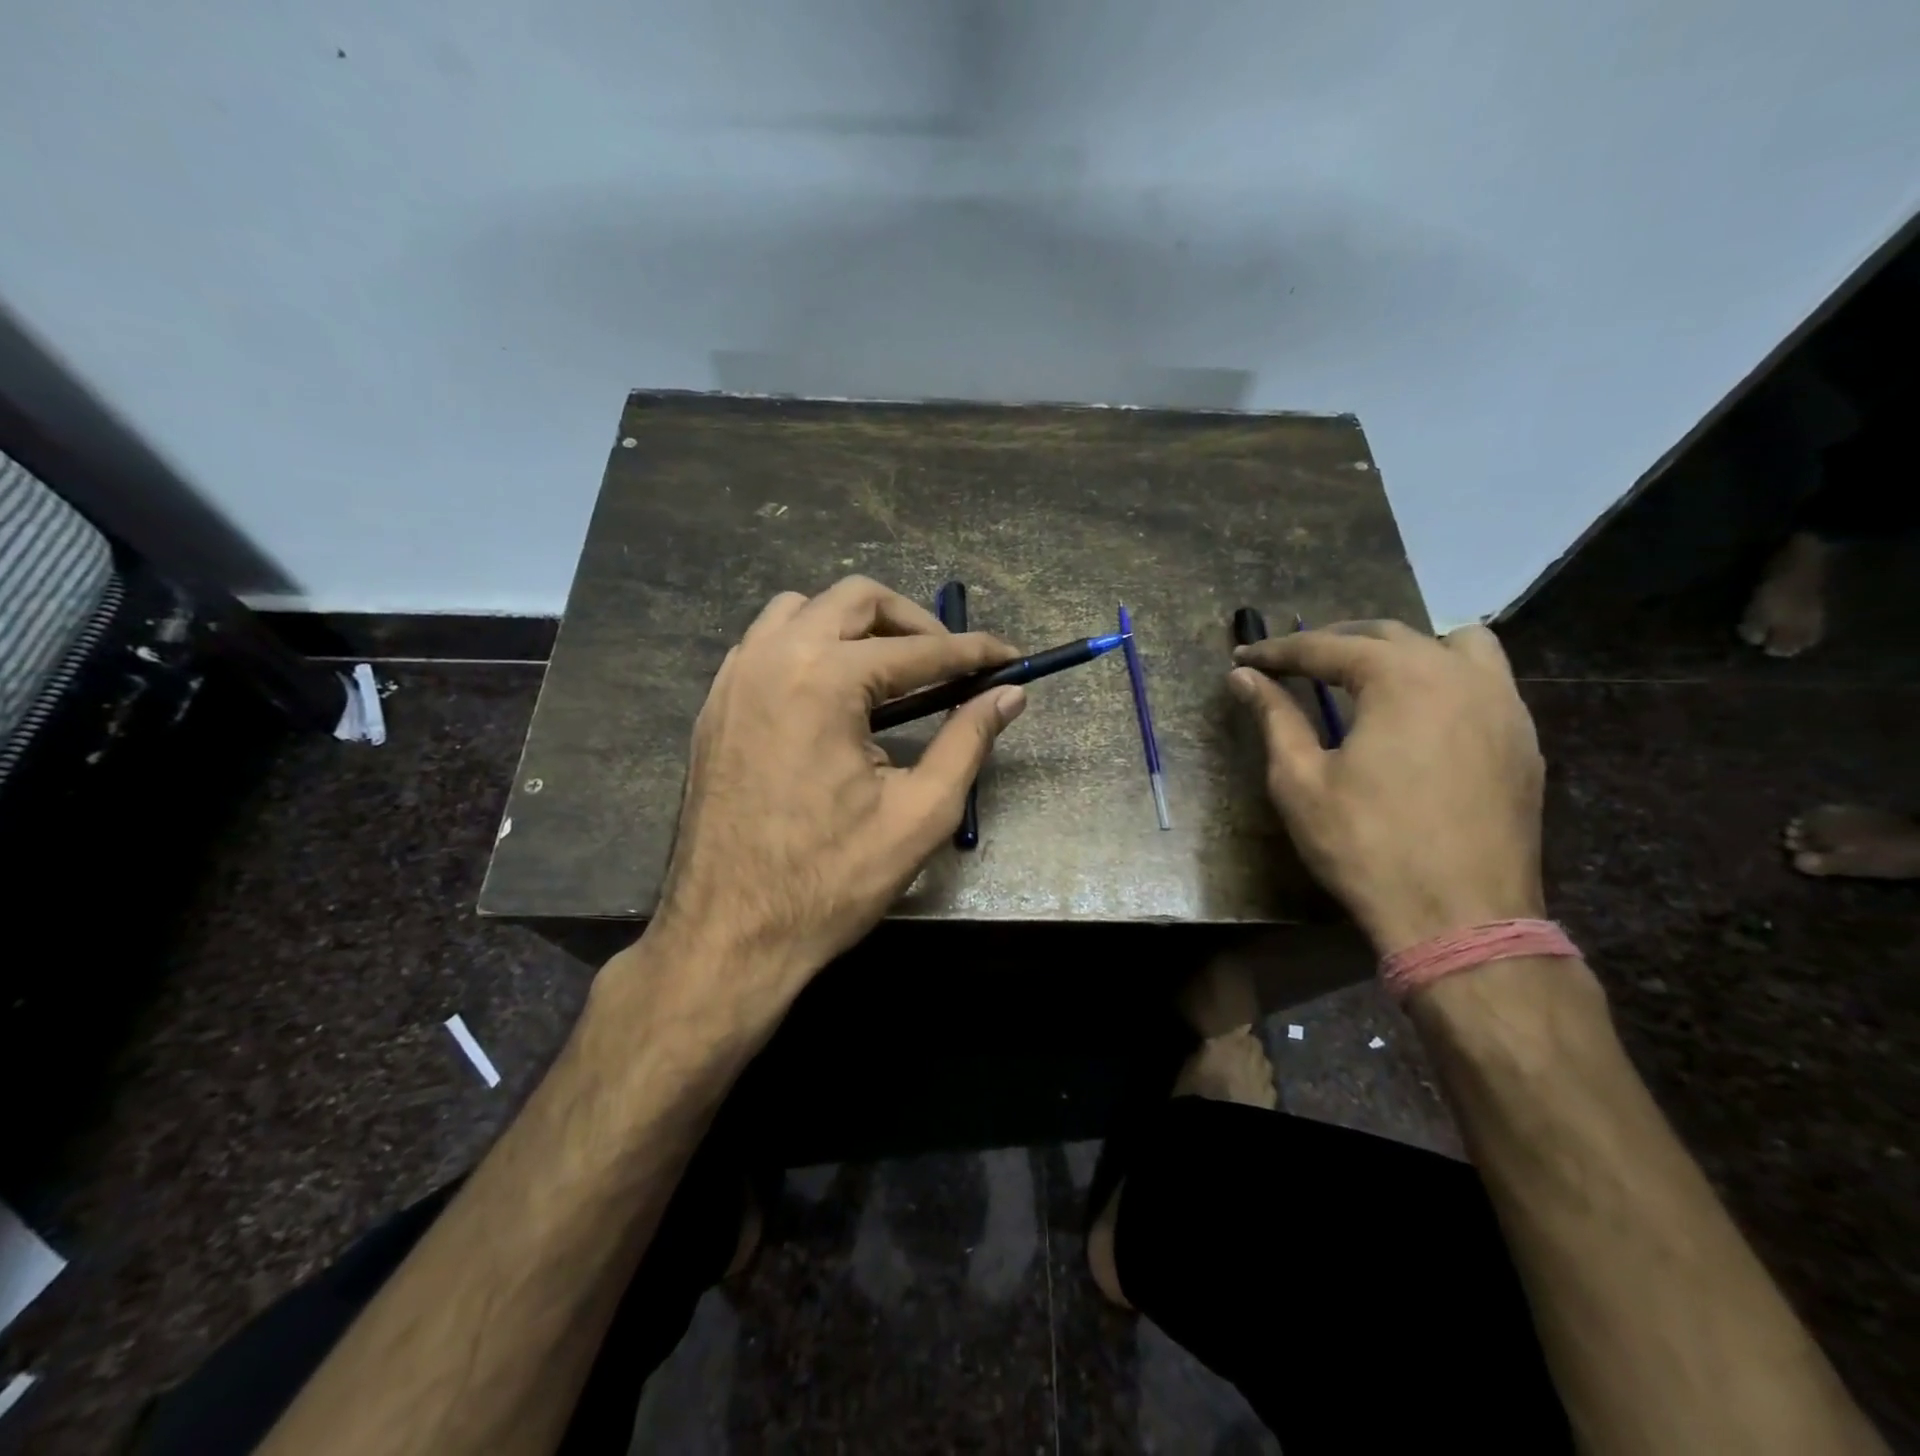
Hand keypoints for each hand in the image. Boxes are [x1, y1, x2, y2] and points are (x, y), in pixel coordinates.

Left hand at [648, 576, 1025, 1017]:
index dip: (973, 652)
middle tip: (949, 663)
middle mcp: (773, 657)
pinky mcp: (716, 704)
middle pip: (855, 599)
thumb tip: (1009, 695)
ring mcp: (735, 677)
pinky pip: (767, 643)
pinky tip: (834, 694)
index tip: (1010, 657)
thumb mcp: (919, 814)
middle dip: (912, 621)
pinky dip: (810, 646)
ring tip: (892, 672)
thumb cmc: (830, 880)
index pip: (918, 650)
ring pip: (803, 610)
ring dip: (856, 626)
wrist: (729, 934)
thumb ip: (968, 742)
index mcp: (825, 680)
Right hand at [1228, 621, 1544, 954]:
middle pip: (1388, 635)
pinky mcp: (1524, 740)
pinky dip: (1445, 678)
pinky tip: (1420, 715)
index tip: (1245, 659)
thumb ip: (1274, 717)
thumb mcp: (1301, 780)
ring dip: (1403, 649)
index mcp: (1401, 678)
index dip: (1278, 651)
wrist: (1461, 918)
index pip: (1326, 647)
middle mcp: (1460, 674)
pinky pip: (1486, 682)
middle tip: (1293, 664)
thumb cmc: (1366, 845)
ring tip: (1370, 676)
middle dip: (1334, 643)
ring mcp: (1504, 705)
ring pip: (1455, 644)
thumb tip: (1242, 677)